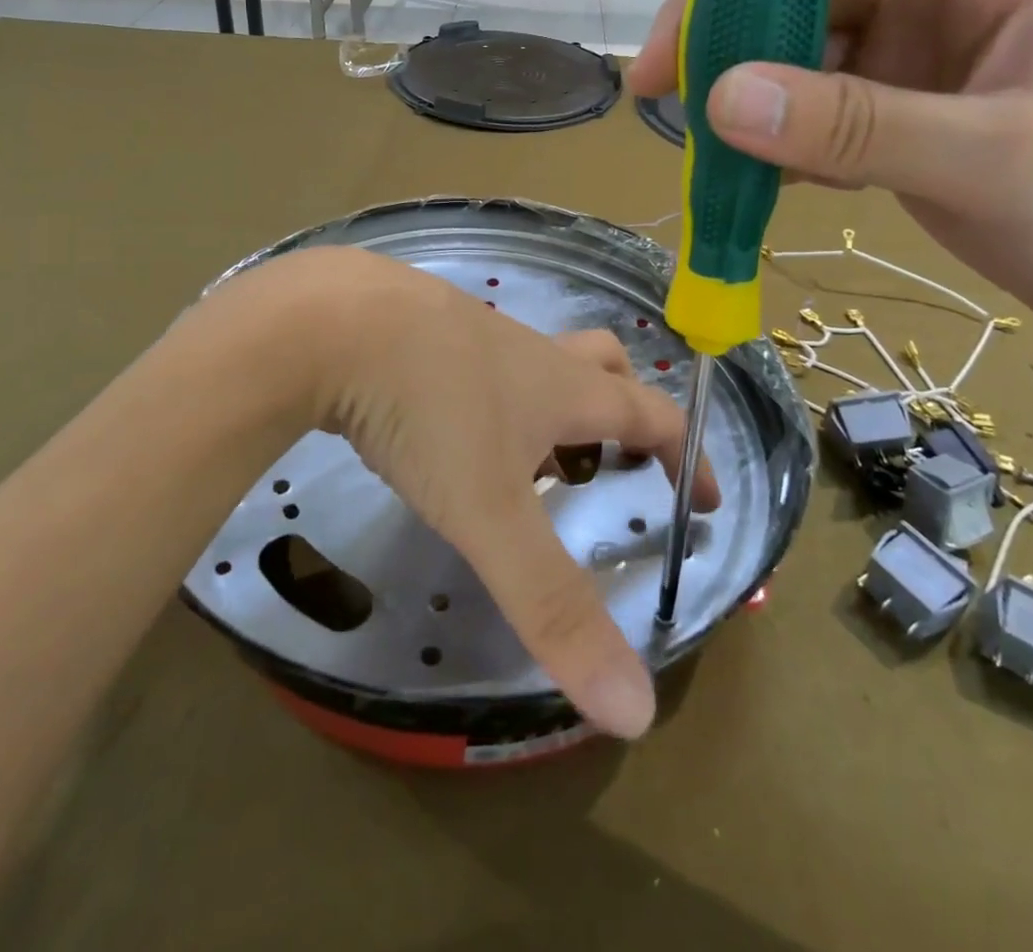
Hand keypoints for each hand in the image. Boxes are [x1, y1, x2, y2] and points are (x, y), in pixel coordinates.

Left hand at [253, 247, 712, 738]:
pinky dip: (482, 392)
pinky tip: (439, 425)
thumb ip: (553, 606)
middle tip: (612, 460)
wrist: (329, 321)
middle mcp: (526, 351)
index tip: (703, 498)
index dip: (687, 455)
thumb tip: (637, 711)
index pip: (651, 414)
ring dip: (546, 403)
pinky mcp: (417, 326)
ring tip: (520, 462)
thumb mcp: (489, 514)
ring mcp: (469, 330)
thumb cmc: (427, 410)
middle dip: (621, 406)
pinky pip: (471, 357)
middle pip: (600, 364)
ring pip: (532, 361)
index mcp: (562, 387)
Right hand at [629, 0, 1032, 347]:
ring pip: (791, 52)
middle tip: (652, 86)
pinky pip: (807, 112)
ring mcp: (909, 60)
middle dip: (718, 25)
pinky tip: (763, 180)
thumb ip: (857, 125)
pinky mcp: (891, 117)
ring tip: (698, 146)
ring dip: (738, 93)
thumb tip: (718, 97)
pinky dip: (773, 141)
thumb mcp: (996, 159)